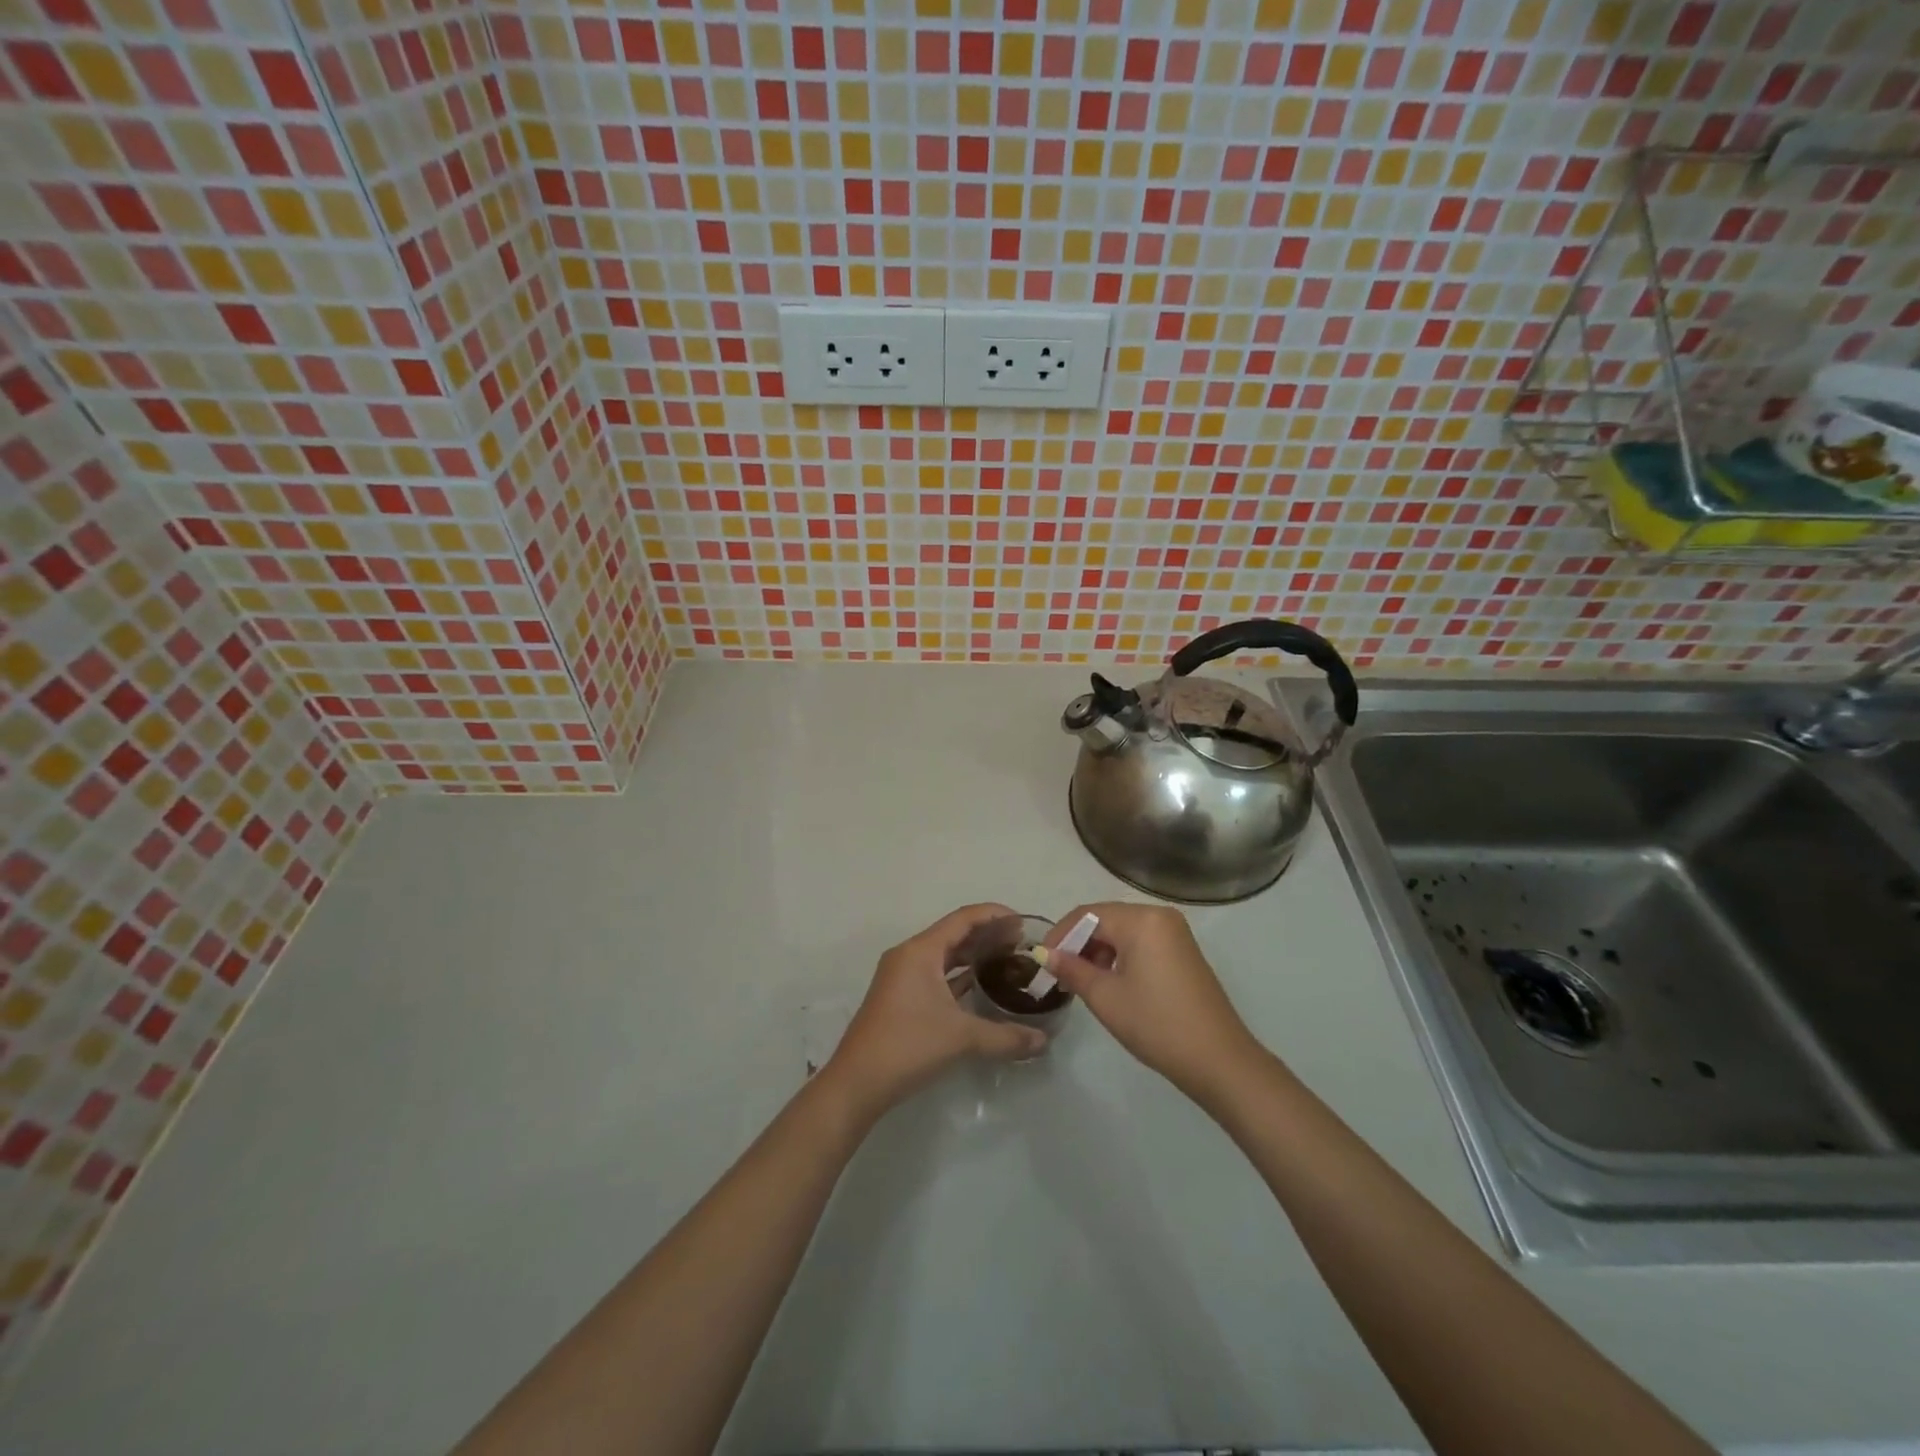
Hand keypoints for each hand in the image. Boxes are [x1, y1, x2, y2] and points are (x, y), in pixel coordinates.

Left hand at [824, 903, 1047, 1117]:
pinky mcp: (899, 997)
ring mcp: (901, 977)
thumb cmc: (908, 1046)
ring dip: (972, 956)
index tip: (1023, 921)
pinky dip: (958, 976)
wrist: (857, 1083)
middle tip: (1021, 944)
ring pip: (943, 956)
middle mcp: (909, 956)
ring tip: (1006, 961)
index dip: (994, 915)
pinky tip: (980, 986)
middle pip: (953, 934)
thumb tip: (1043, 1041)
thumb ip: (1006, 1037)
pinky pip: (935, 974)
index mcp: (920, 951)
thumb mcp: (962, 1038)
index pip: (963, 919)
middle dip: (987, 935)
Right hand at [1043, 901, 1264, 1104]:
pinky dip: (1120, 956)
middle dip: (1078, 943)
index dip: (1060, 935)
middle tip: (1058, 973)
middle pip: (1106, 919)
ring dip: (1098, 951)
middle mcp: (1159, 916)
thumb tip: (1045, 954)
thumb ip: (1072, 969)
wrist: (1219, 1061)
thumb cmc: (1157, 1024)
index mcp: (1141, 919)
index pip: (1088, 915)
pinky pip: (1141, 942)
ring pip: (1123, 931)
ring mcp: (1175, 933)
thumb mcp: (1106, 997)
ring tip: (1081, 981)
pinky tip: (1109, 982)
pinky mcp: (1182, 952)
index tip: (1042, 962)